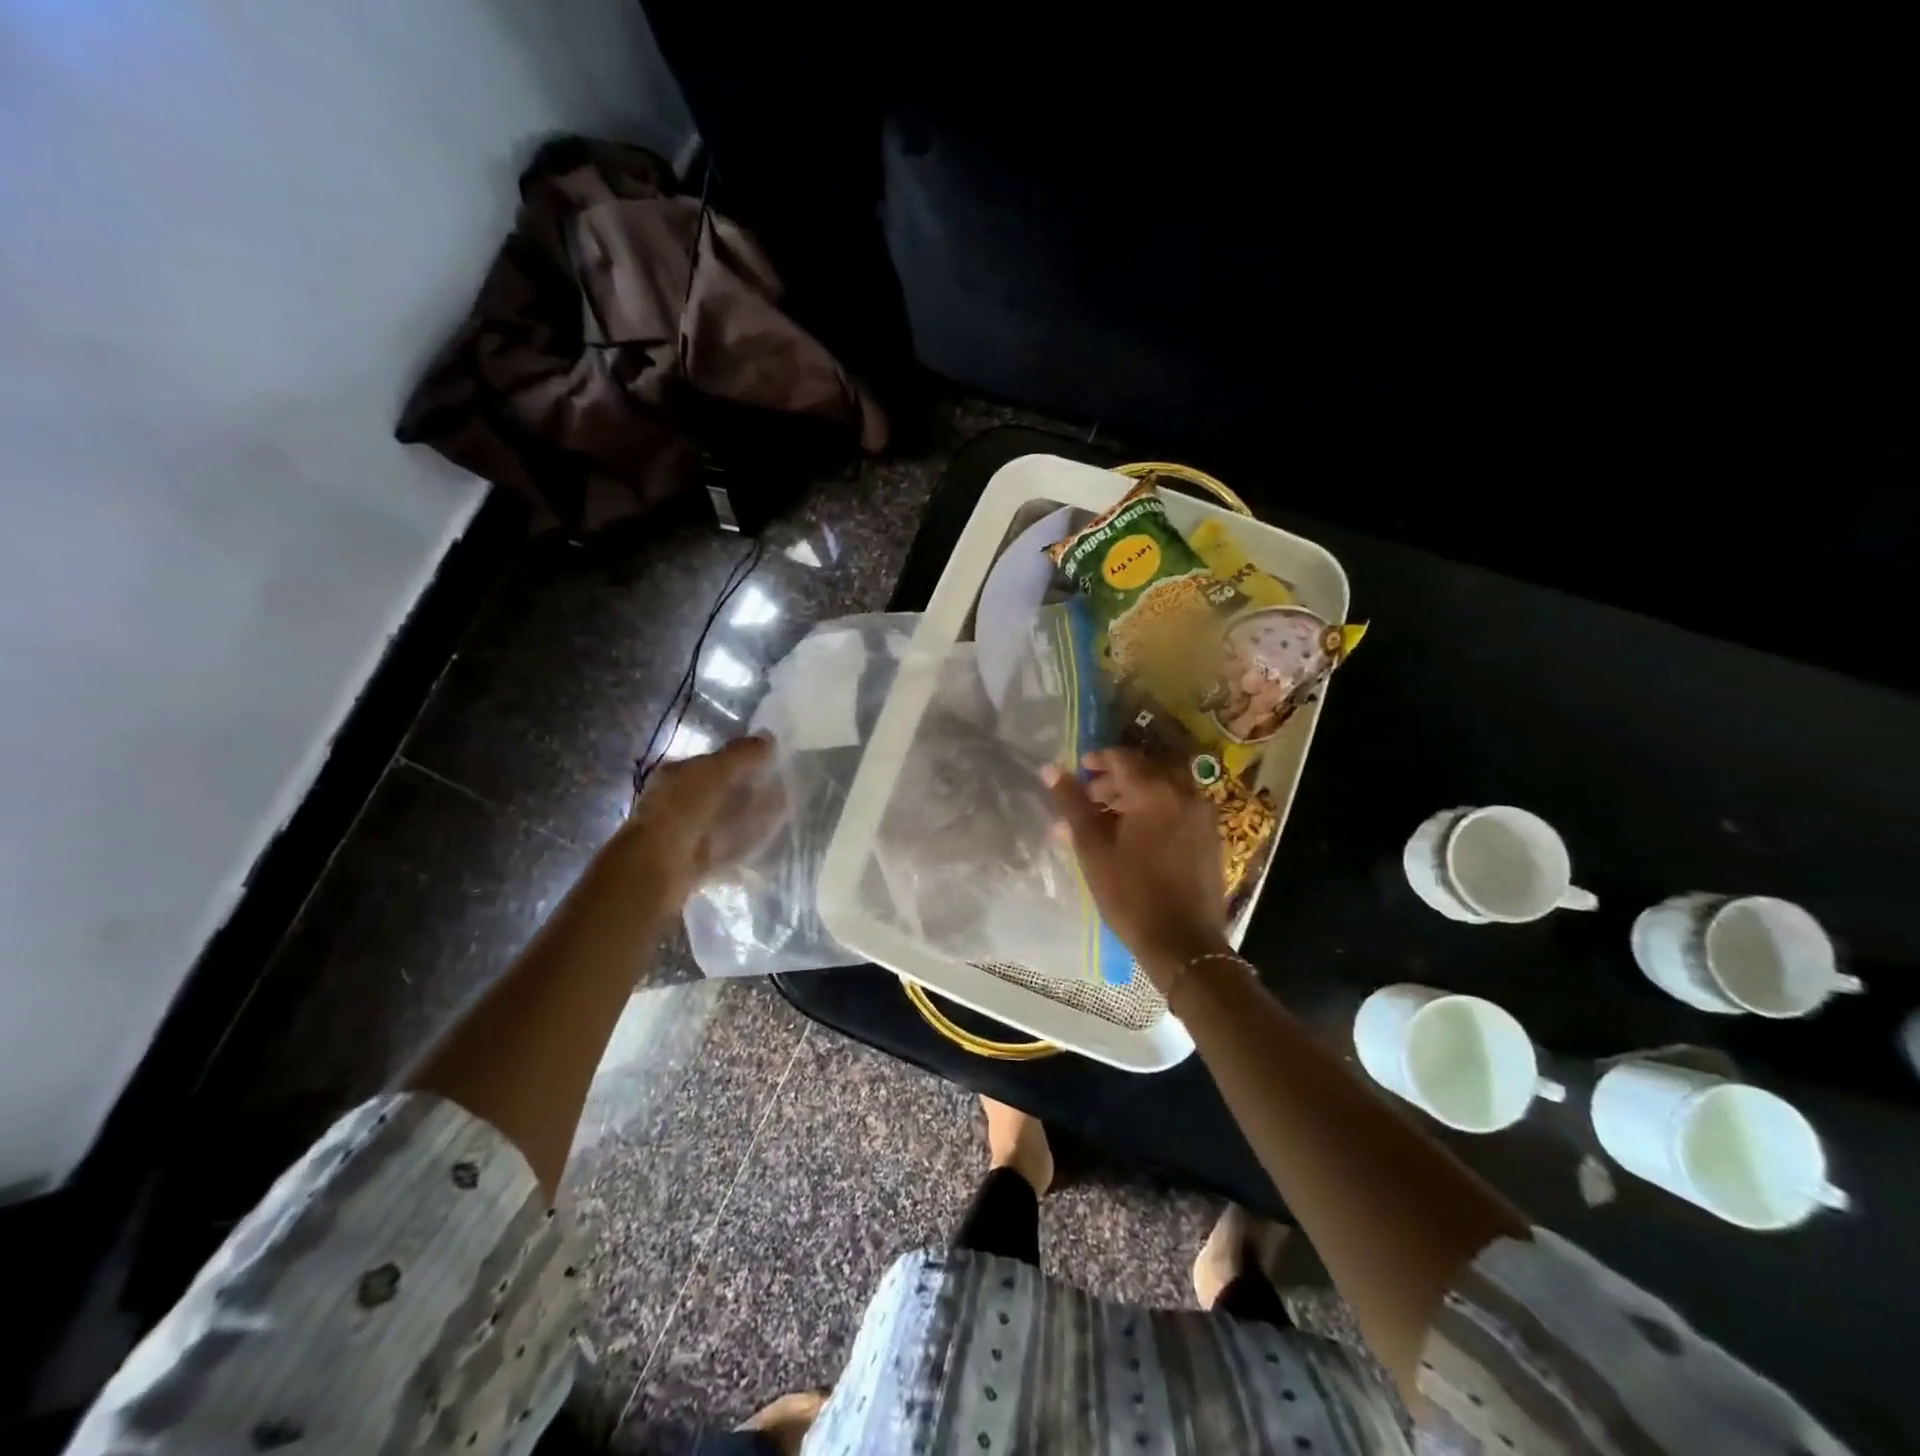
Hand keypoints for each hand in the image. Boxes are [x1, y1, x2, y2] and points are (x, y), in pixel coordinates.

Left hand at [617, 733, 785, 903]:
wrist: (661, 865)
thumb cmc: (684, 807)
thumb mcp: (716, 770)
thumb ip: (743, 753)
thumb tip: (769, 737)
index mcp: (675, 774)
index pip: (710, 761)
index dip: (739, 759)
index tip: (767, 761)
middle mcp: (677, 801)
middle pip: (719, 792)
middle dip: (748, 789)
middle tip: (781, 787)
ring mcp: (687, 833)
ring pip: (725, 820)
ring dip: (752, 816)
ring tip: (783, 812)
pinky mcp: (698, 861)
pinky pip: (729, 847)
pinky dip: (748, 843)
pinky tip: (768, 842)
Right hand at [1045, 748, 1230, 987]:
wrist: (1184, 943)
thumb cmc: (1131, 895)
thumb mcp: (1093, 849)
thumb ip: (1073, 804)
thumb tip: (1051, 769)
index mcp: (1156, 792)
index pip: (1123, 758)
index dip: (1097, 760)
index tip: (1078, 771)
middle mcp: (1185, 793)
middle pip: (1145, 771)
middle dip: (1114, 781)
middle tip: (1088, 800)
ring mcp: (1202, 815)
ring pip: (1163, 790)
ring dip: (1134, 796)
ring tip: (1106, 822)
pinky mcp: (1210, 836)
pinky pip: (1177, 808)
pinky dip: (1154, 811)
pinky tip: (1135, 836)